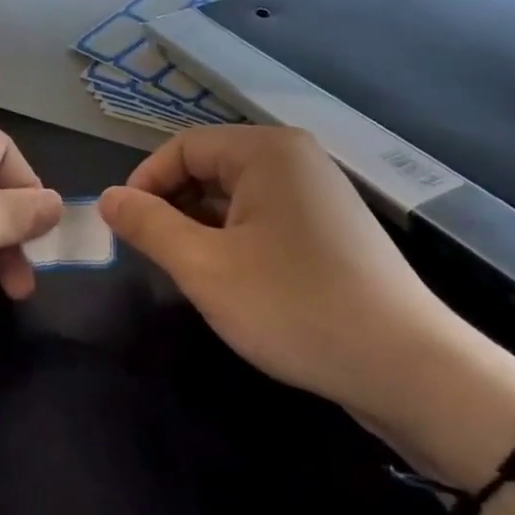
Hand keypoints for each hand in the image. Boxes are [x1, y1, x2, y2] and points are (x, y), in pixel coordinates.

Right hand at [98, 126, 494, 435]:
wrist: (407, 367)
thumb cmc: (294, 307)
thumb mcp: (204, 267)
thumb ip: (149, 226)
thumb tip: (108, 198)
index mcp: (266, 151)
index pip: (182, 147)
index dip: (144, 184)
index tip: (124, 230)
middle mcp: (295, 158)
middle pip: (210, 167)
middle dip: (174, 207)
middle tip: (155, 256)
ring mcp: (319, 193)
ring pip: (236, 197)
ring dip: (203, 228)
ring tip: (192, 274)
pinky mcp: (332, 228)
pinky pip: (266, 218)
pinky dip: (236, 240)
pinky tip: (234, 281)